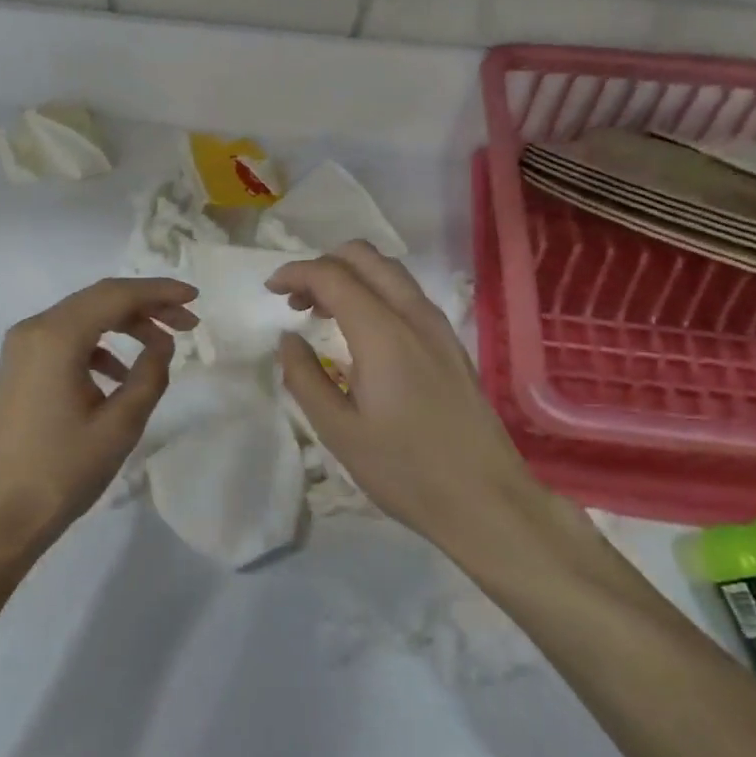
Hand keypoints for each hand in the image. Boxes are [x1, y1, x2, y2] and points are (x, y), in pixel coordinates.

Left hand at [0, 277, 198, 561]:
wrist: (2, 513)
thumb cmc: (63, 470)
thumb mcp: (120, 425)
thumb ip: (149, 375)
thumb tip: (163, 344)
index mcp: (57, 337)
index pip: (116, 295)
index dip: (160, 292)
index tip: (196, 298)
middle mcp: (35, 328)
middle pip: (99, 299)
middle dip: (146, 306)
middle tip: (188, 324)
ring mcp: (23, 346)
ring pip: (83, 317)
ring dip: (124, 324)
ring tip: (162, 347)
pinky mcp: (21, 365)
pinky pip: (67, 339)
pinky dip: (100, 345)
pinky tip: (121, 373)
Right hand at [268, 242, 540, 545]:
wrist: (485, 499)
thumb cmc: (404, 470)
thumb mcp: (338, 431)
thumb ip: (304, 377)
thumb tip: (288, 339)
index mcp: (382, 333)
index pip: (332, 276)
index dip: (295, 273)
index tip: (269, 289)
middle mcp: (414, 316)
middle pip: (365, 257)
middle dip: (323, 265)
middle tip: (296, 299)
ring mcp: (438, 327)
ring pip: (390, 271)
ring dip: (350, 276)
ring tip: (321, 312)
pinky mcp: (451, 343)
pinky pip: (407, 295)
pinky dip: (374, 292)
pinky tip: (360, 331)